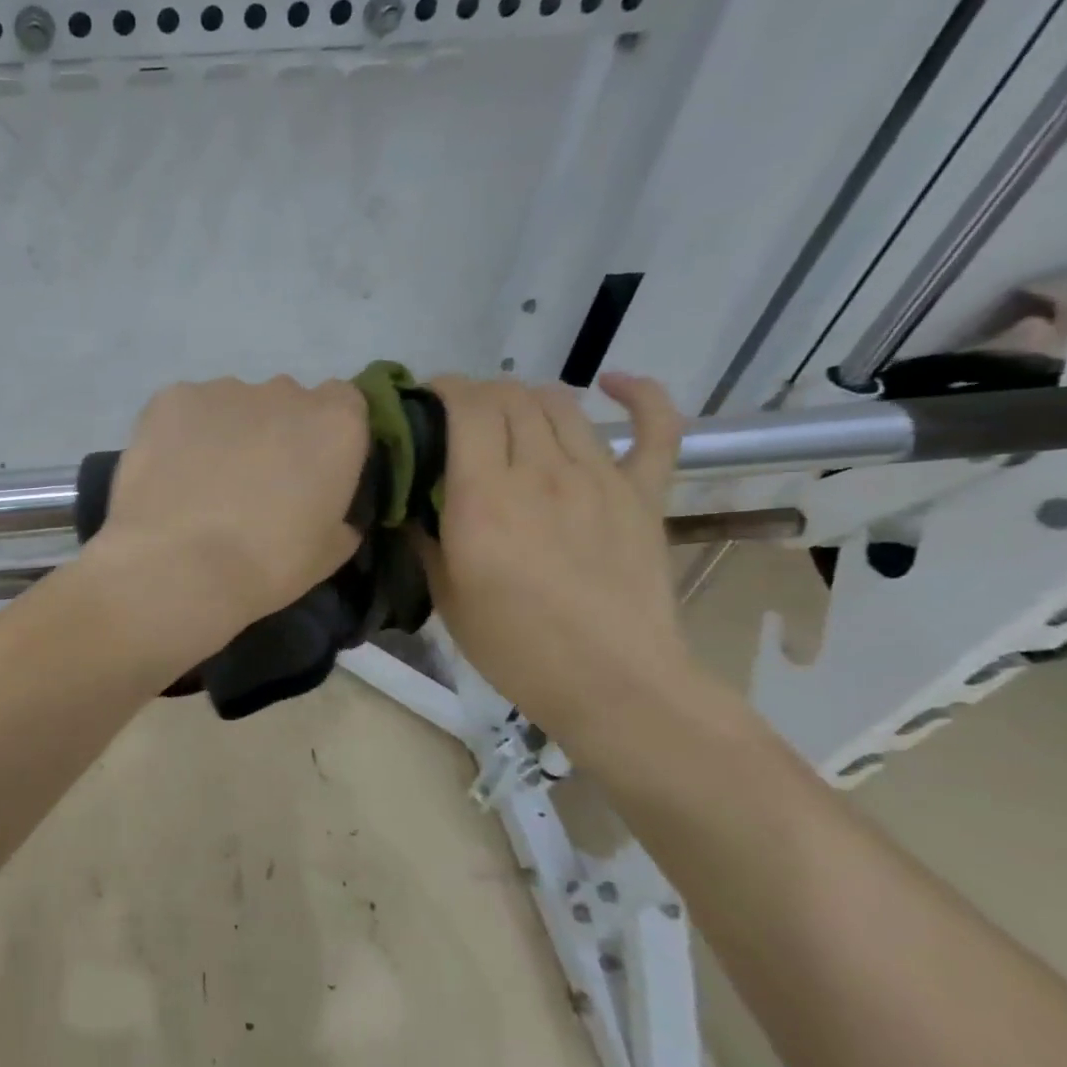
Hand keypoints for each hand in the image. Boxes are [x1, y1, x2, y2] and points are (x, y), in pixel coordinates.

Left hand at [89, 376, 370, 657]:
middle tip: (252, 484)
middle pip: (286, 402)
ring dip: (226, 434)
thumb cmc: (267, 564)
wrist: (179, 564)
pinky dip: (179, 436)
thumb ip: (339, 517)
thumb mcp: (328, 553)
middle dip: (274, 433)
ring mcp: (223, 390)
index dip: (325, 436)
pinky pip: (184, 412)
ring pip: (232, 405)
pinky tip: (168, 475)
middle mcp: (284, 392)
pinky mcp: (170, 398)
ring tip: (201, 485)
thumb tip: (332, 514)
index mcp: (335, 424)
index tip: (310, 470)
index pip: (344, 403)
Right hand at [419, 374, 696, 745]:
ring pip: (562, 405)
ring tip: (511, 416)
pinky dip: (638, 395)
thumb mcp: (445, 595)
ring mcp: (599, 478)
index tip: (426, 398)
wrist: (610, 682)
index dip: (444, 389)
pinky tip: (614, 384)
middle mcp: (540, 472)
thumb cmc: (514, 645)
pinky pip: (656, 428)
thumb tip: (410, 502)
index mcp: (484, 497)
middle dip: (479, 394)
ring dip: (529, 397)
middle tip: (460, 416)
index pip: (467, 408)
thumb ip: (424, 537)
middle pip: (511, 398)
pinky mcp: (643, 494)